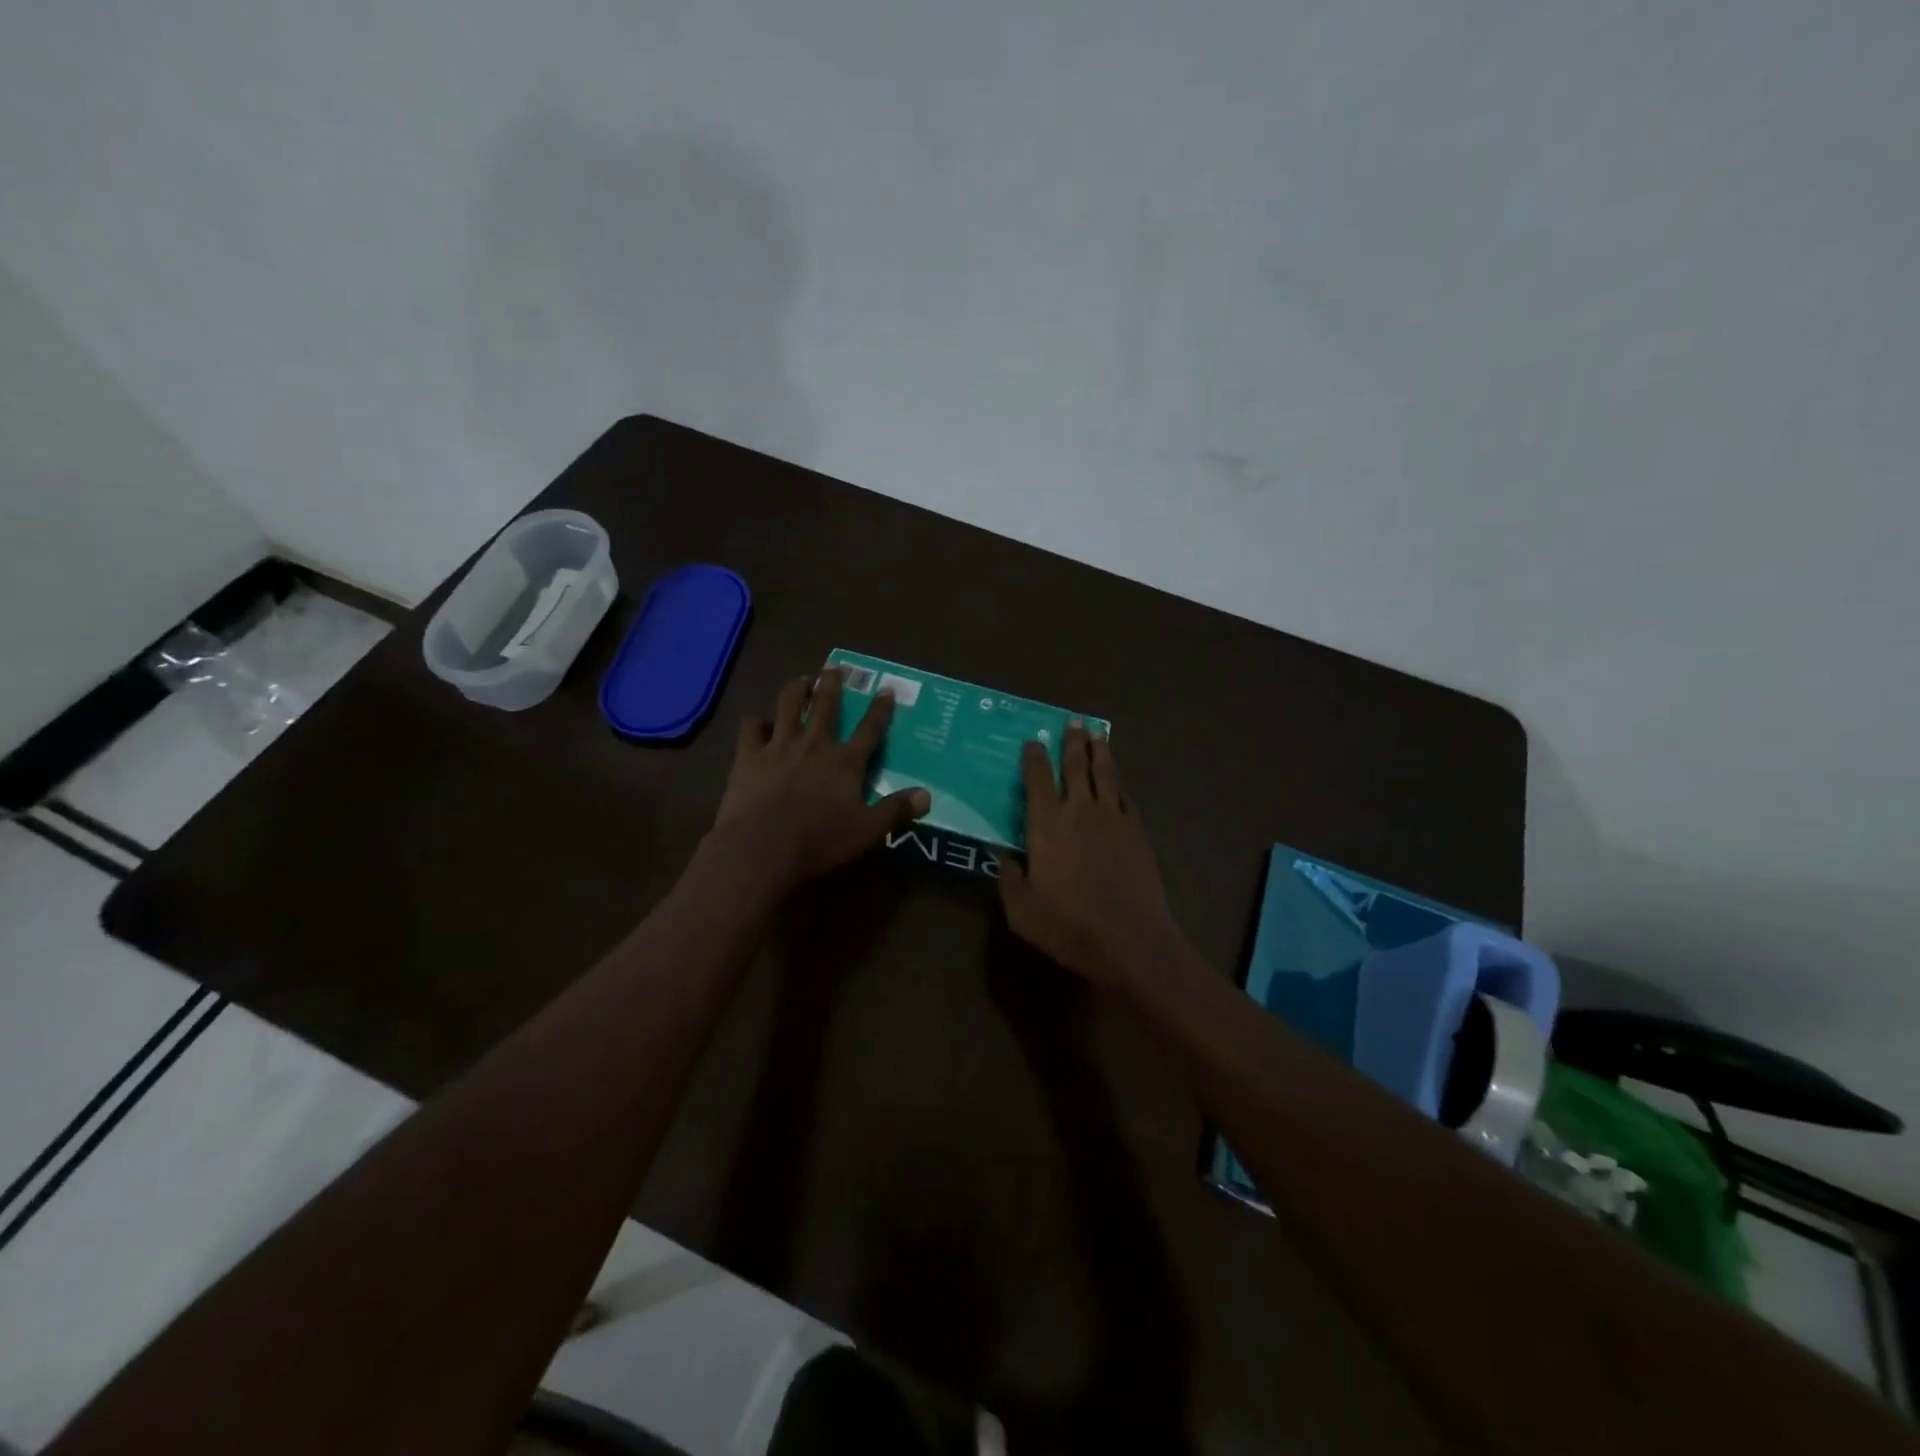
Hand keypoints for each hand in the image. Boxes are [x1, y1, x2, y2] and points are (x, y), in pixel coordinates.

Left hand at [709, 668, 929, 889]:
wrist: (761, 849)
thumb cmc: (819, 842)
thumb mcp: (867, 832)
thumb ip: (896, 811)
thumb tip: (927, 795)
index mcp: (845, 762)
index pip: (870, 729)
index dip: (881, 709)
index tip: (886, 689)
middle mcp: (814, 745)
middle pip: (826, 706)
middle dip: (832, 684)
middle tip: (834, 667)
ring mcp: (779, 747)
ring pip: (788, 706)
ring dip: (797, 690)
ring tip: (801, 680)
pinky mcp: (748, 757)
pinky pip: (751, 728)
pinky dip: (756, 722)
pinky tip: (758, 722)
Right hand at [998, 722, 1186, 987]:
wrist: (1130, 940)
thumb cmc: (1069, 927)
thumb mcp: (1021, 911)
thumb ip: (1009, 880)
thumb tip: (1003, 857)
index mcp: (1046, 826)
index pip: (1038, 780)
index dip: (1034, 757)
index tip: (1033, 740)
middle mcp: (1079, 812)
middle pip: (1075, 766)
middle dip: (1072, 742)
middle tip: (1073, 721)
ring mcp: (1113, 819)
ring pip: (1105, 773)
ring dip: (1100, 750)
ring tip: (1097, 733)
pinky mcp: (1137, 832)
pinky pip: (1125, 796)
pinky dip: (1119, 782)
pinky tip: (1118, 778)